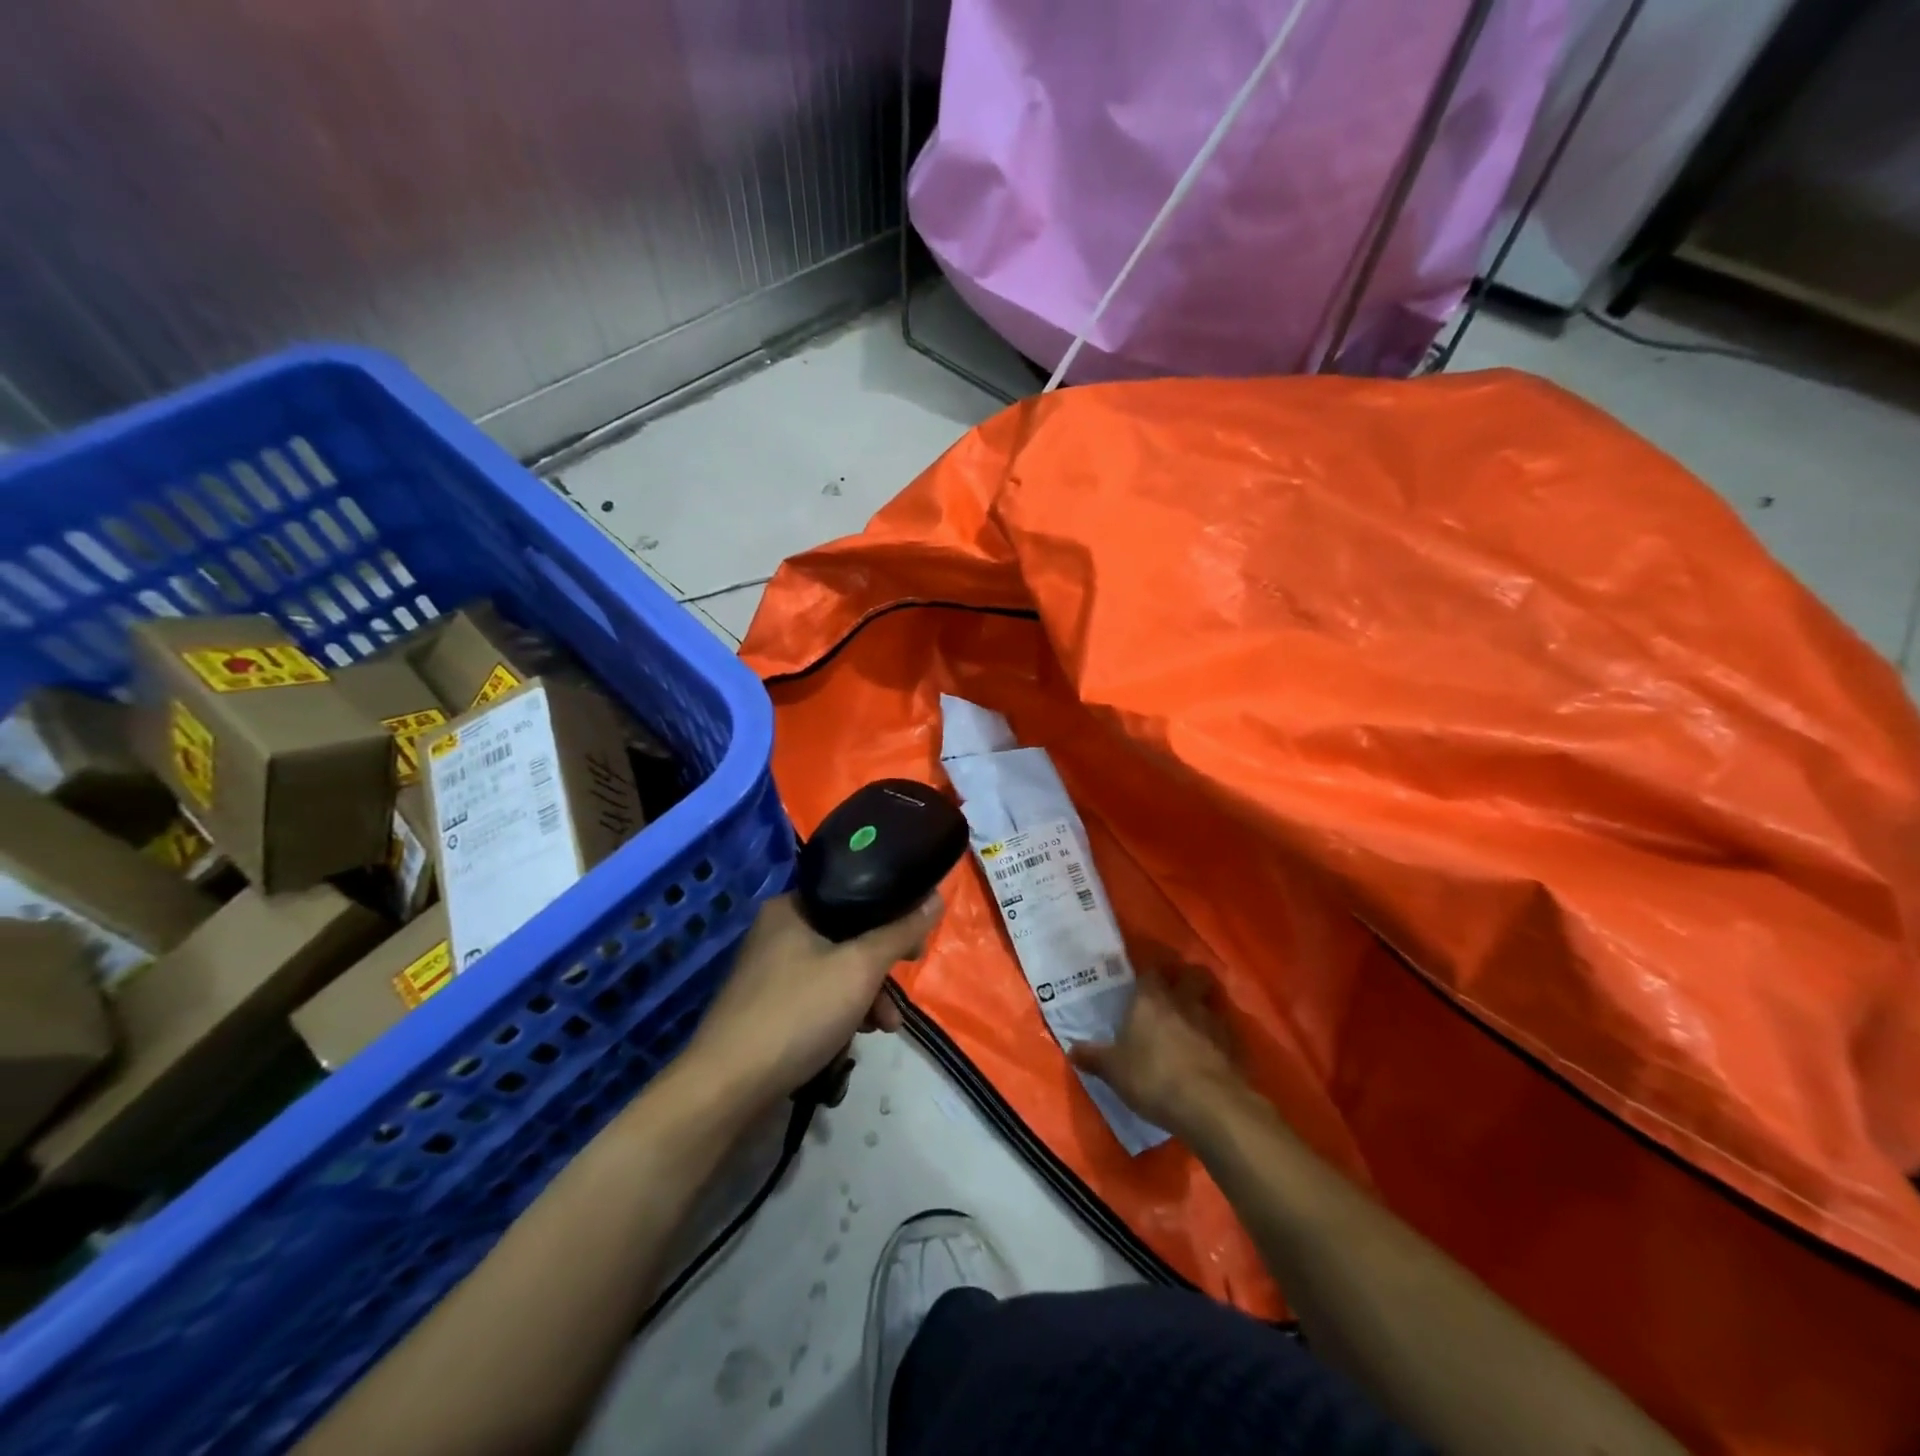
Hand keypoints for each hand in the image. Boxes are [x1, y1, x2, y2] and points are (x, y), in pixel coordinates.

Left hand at [679, 892, 941, 1110]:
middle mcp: (777, 931)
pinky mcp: (766, 1008)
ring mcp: (768, 972)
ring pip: (835, 971)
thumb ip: (900, 932)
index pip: (854, 894)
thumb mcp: (860, 968)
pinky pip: (817, 998)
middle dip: (880, 969)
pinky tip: (852, 1041)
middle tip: (902, 990)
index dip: (891, 913)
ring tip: (886, 1028)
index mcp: (792, 907)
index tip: (916, 942)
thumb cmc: (798, 1013)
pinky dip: (840, 1013)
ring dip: (866, 997)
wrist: (727, 1088)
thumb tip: (936, 898)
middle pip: (847, 936)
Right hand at [1069, 967, 1246, 1136]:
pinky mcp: (1234, 1046)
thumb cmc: (1153, 1077)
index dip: (1149, 975)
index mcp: (1150, 999)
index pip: (1151, 972)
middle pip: (1192, 974)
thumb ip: (1094, 1057)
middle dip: (1187, 978)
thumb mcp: (1114, 1071)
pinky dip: (1219, 1037)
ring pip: (1212, 1001)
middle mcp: (1183, 1001)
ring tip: (1196, 1021)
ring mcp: (1213, 1022)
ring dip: (1205, 1006)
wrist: (1209, 1105)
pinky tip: (1212, 1051)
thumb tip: (1071, 1048)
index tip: (1143, 982)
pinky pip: (1226, 1032)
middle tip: (1177, 991)